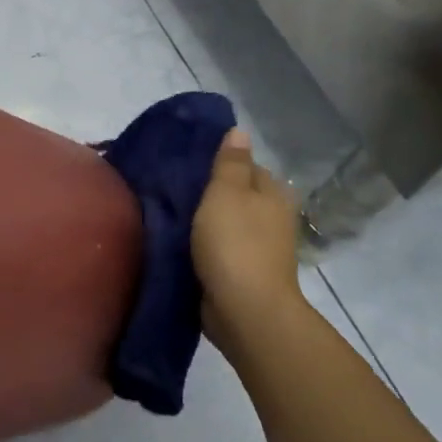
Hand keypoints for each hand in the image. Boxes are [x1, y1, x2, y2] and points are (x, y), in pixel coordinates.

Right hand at [191, 128, 303, 349]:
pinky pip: (218, 248)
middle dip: (209, 191)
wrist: (245, 311)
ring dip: (204, 219)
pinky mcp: (242, 272)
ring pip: (226, 222)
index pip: (246, 165)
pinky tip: (179, 240)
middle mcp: (271, 218)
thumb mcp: (227, 192)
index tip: (187, 161)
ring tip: (169, 210)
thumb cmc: (235, 243)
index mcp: (273, 193)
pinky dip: (203, 244)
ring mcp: (259, 248)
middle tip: (171, 185)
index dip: (219, 161)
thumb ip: (231, 162)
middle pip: (236, 194)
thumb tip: (240, 131)